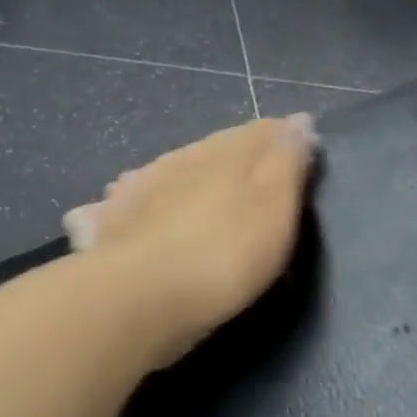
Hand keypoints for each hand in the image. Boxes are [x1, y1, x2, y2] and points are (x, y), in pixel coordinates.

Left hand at [64, 116, 319, 366]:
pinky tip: (146, 212)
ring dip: (191, 175)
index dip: (284, 139)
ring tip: (205, 198)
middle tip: (256, 180)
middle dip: (237, 158)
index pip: (262, 131)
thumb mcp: (275, 208)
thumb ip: (287, 162)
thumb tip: (298, 121)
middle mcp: (181, 157)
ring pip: (175, 169)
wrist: (141, 296)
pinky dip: (146, 200)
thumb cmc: (224, 253)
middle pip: (217, 148)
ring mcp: (141, 185)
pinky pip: (134, 198)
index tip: (302, 154)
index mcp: (226, 151)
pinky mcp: (114, 219)